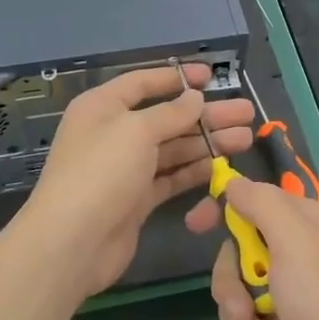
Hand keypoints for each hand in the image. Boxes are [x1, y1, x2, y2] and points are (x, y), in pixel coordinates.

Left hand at [15, 63, 253, 303]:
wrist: (72, 243)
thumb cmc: (101, 173)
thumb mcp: (136, 131)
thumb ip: (170, 113)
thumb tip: (194, 98)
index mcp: (103, 107)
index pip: (143, 82)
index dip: (177, 77)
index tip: (211, 76)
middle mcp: (114, 133)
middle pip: (166, 117)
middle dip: (206, 115)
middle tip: (246, 113)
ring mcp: (126, 168)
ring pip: (173, 148)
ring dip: (208, 142)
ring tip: (245, 138)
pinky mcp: (137, 199)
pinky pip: (171, 177)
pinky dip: (195, 171)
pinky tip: (223, 166)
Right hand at [186, 176, 318, 319]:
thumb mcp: (293, 238)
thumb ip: (260, 203)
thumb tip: (234, 182)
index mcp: (301, 222)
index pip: (252, 200)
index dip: (222, 208)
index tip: (195, 224)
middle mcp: (295, 252)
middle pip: (237, 252)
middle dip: (229, 280)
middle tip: (242, 302)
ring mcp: (290, 293)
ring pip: (237, 291)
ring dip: (238, 315)